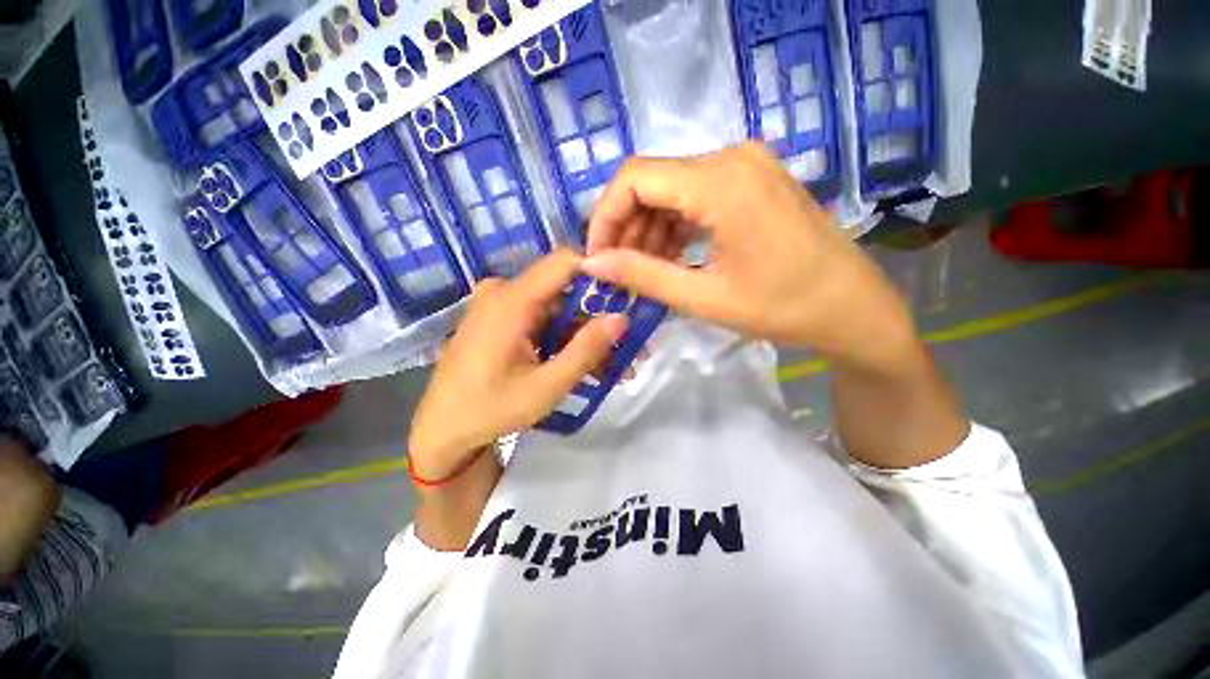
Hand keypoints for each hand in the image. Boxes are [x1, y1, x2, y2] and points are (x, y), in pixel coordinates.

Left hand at [409, 249, 627, 478]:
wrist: (442, 430)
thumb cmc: (491, 410)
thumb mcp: (547, 386)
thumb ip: (586, 350)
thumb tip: (621, 318)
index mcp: (511, 300)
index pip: (565, 263)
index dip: (599, 274)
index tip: (628, 298)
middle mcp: (503, 293)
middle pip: (564, 292)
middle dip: (598, 320)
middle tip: (628, 349)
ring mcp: (500, 306)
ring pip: (556, 310)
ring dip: (584, 336)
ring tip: (614, 367)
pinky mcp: (500, 321)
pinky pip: (540, 321)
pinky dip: (563, 340)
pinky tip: (584, 364)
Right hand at [583, 142, 916, 372]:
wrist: (852, 307)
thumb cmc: (782, 307)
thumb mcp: (704, 297)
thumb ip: (643, 275)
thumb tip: (593, 264)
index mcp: (721, 181)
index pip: (635, 178)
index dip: (605, 216)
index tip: (597, 257)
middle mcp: (731, 157)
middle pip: (652, 182)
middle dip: (625, 227)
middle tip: (618, 271)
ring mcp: (745, 165)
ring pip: (672, 190)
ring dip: (649, 229)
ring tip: (643, 271)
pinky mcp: (752, 180)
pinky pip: (696, 196)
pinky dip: (674, 226)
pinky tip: (670, 257)